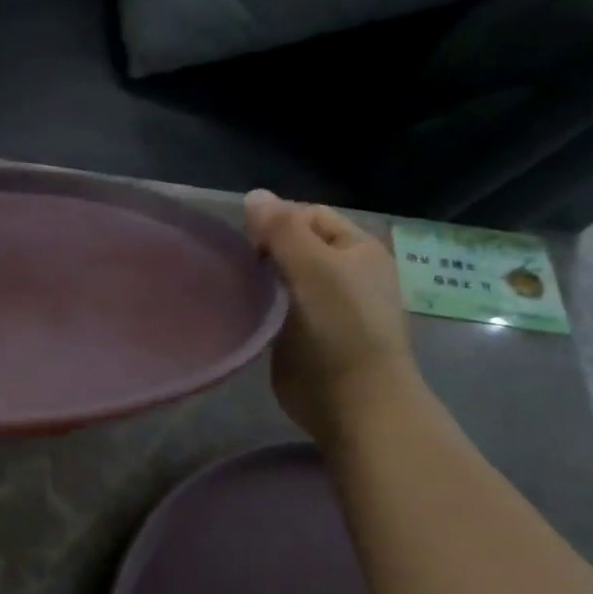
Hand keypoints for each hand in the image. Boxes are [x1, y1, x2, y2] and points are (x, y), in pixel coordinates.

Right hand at [243, 190, 418, 441]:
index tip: (251, 245)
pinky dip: (258, 304)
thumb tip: (253, 195)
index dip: (277, 221)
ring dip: (258, 279)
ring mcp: (325, 305)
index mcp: (357, 249)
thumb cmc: (339, 326)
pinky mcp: (304, 334)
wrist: (352, 399)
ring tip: (235, 287)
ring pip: (281, 276)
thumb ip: (281, 229)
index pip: (307, 215)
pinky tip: (241, 310)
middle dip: (264, 249)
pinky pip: (275, 306)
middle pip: (293, 244)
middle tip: (240, 267)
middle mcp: (344, 272)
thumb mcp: (313, 266)